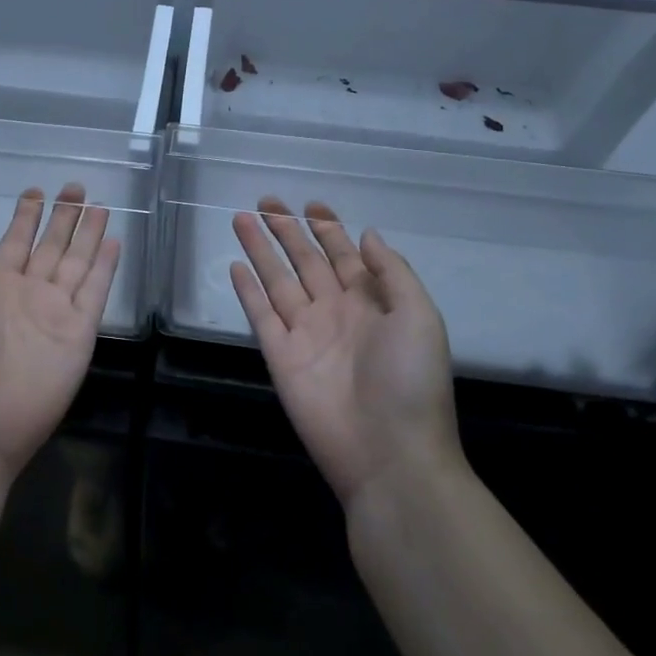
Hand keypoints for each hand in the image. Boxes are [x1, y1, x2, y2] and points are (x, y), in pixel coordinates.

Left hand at [0, 185, 120, 487]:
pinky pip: (95, 292)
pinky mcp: (79, 333)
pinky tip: (113, 242)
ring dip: (88, 235)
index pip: (16, 241)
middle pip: (52, 246)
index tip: (37, 191)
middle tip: (76, 188)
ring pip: (77, 263)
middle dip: (63, 217)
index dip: (27, 215)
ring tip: (100, 206)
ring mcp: (56, 312)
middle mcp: (28, 293)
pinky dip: (106, 267)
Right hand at [231, 198, 462, 507]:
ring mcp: (305, 334)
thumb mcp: (419, 317)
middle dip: (287, 230)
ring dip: (261, 250)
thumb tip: (367, 234)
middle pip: (306, 261)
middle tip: (266, 201)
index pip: (344, 256)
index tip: (312, 204)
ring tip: (242, 219)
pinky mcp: (280, 356)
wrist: (389, 454)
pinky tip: (236, 267)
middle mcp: (335, 312)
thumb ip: (391, 272)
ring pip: (278, 280)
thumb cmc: (411, 381)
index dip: (328, 229)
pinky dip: (248, 291)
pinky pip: (261, 315)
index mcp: (370, 303)